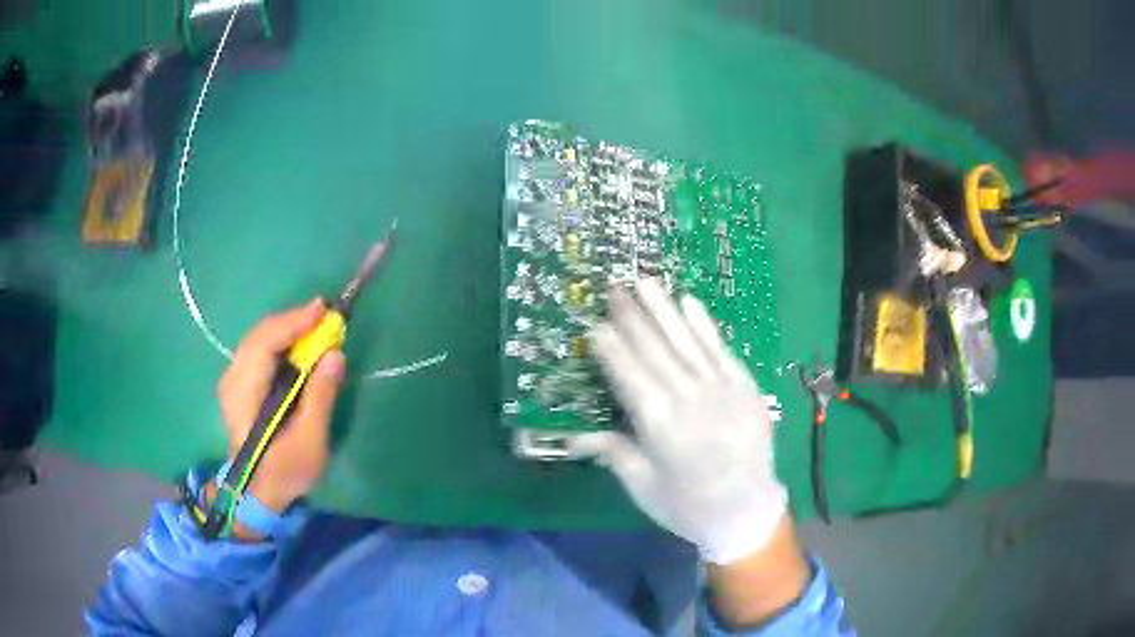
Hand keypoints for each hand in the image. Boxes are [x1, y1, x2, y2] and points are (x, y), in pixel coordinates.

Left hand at [217, 298, 345, 513]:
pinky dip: (279, 340)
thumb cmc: (285, 470)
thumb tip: (335, 355)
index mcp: (244, 395)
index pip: (264, 345)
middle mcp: (232, 380)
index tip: (322, 309)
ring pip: (257, 339)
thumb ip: (320, 397)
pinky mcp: (238, 383)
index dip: (292, 323)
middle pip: (259, 335)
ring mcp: (232, 380)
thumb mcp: (309, 442)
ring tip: (314, 326)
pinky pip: (257, 349)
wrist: (258, 493)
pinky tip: (296, 344)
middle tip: (324, 316)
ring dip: (286, 329)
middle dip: (292, 321)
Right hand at [570, 279, 787, 564]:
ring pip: (686, 341)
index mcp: (659, 424)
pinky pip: (720, 349)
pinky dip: (704, 325)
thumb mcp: (643, 486)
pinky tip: (689, 302)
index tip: (594, 323)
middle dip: (631, 317)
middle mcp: (688, 398)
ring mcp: (720, 388)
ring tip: (645, 282)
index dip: (610, 348)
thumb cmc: (687, 506)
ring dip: (663, 310)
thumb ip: (614, 453)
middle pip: (655, 350)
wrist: (747, 510)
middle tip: (613, 288)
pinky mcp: (744, 386)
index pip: (628, 375)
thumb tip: (575, 436)